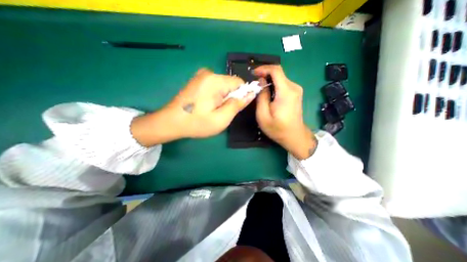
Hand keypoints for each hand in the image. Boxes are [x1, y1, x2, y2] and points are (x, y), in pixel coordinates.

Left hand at [131, 69, 253, 145]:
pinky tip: (207, 105)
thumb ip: (237, 105)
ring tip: (213, 109)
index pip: (240, 82)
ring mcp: (201, 75)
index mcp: (215, 81)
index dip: (241, 95)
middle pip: (231, 83)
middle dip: (231, 97)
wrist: (171, 122)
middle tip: (221, 111)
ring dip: (223, 97)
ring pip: (223, 85)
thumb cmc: (197, 123)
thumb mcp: (221, 119)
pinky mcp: (197, 80)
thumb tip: (251, 94)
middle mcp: (209, 73)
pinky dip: (216, 95)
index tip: (234, 108)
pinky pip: (215, 86)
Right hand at [255, 66, 317, 159]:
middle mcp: (294, 87)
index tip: (253, 73)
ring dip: (269, 81)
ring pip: (280, 79)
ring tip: (259, 89)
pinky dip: (274, 85)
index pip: (276, 70)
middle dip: (265, 75)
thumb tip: (262, 82)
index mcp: (286, 92)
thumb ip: (261, 97)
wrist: (294, 136)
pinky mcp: (296, 94)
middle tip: (254, 83)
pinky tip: (268, 94)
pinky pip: (283, 84)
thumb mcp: (263, 115)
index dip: (263, 68)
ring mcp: (296, 90)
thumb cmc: (277, 128)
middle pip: (278, 74)